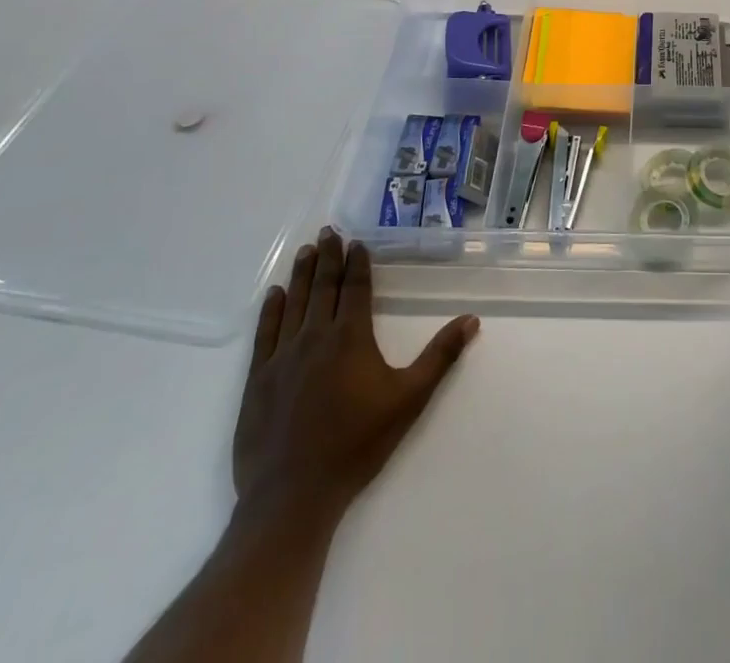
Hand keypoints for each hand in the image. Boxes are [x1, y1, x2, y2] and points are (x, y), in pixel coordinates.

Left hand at [233, 228, 478, 526]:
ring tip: (307, 251)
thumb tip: (472, 319)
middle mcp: (315, 337)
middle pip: (323, 287)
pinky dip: (271, 310)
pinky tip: (275, 294)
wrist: (292, 497)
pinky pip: (265, 334)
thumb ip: (441, 356)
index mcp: (350, 337)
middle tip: (328, 231)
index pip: (355, 288)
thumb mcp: (410, 399)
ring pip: (294, 303)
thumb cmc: (357, 444)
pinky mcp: (257, 381)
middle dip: (329, 257)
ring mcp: (281, 358)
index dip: (357, 263)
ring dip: (302, 274)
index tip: (356, 241)